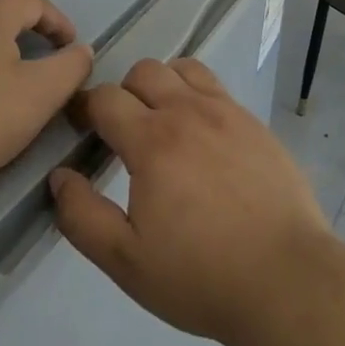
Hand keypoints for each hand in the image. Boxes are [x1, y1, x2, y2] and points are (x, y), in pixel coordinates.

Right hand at [49, 57, 331, 345]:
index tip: (79, 127)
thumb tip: (60, 177)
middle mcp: (188, 111)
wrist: (284, 276)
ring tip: (162, 124)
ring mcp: (226, 112)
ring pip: (183, 69)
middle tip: (122, 132)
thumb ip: (83, 217)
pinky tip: (201, 136)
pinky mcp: (254, 122)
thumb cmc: (200, 275)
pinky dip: (197, 96)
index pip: (106, 99)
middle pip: (145, 71)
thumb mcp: (126, 261)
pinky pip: (216, 87)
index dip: (84, 108)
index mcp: (152, 140)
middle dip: (124, 93)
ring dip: (163, 85)